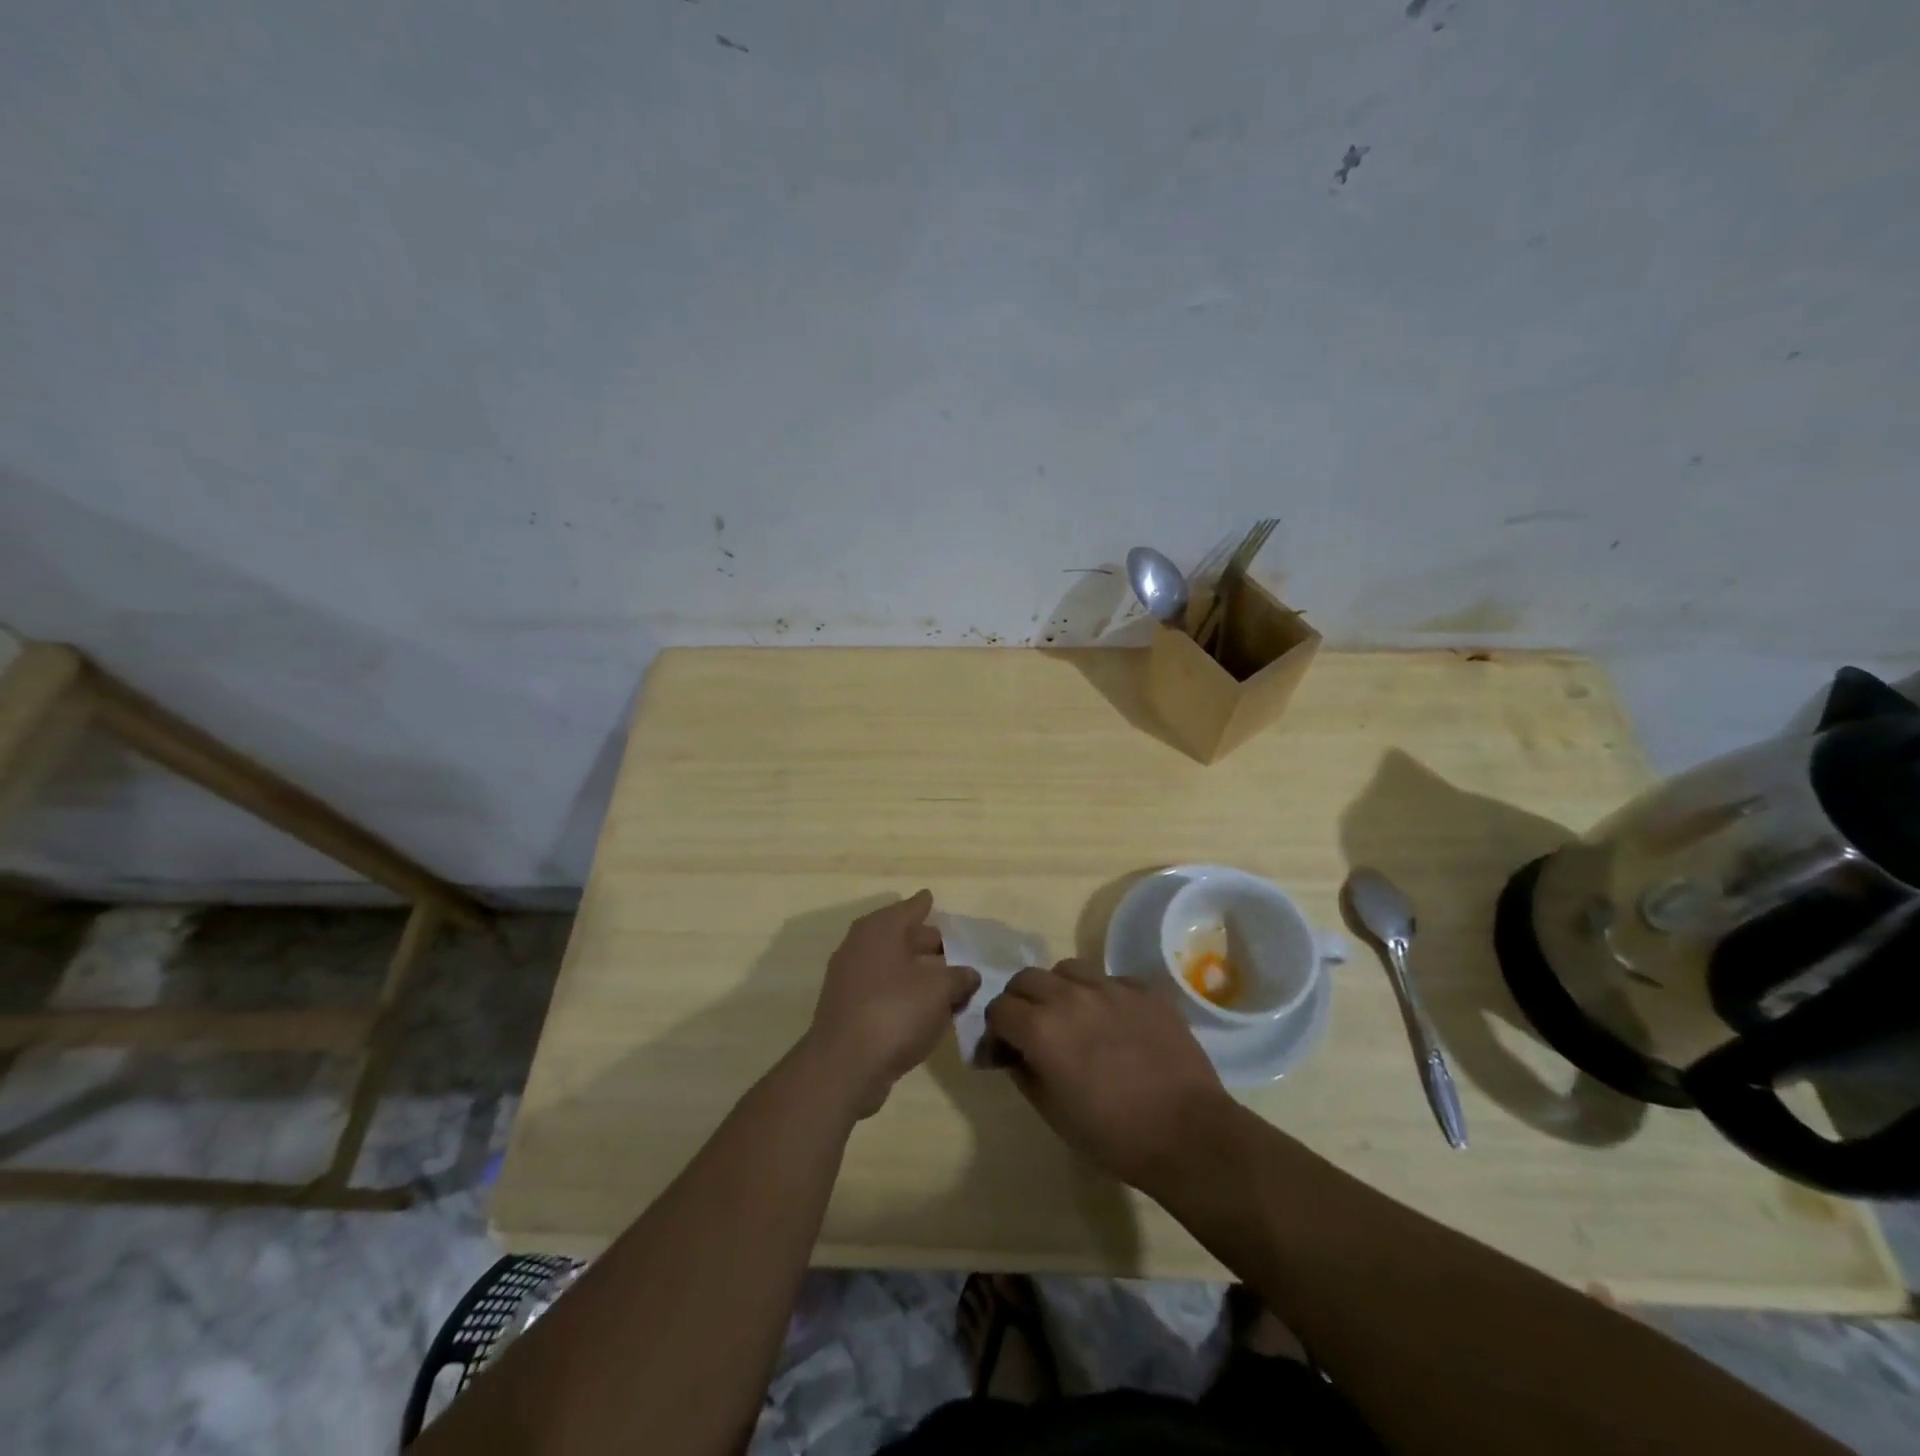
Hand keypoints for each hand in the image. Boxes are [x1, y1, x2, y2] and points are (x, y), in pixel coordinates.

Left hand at [803, 891, 980, 1118]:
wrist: (844, 1066)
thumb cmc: (895, 1012)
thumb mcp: (940, 991)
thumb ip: (959, 977)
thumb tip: (969, 974)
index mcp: (880, 929)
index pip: (910, 908)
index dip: (925, 904)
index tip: (932, 898)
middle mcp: (860, 945)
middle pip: (900, 935)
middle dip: (926, 941)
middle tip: (953, 948)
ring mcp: (850, 978)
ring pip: (892, 964)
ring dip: (917, 970)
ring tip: (947, 980)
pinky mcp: (848, 1008)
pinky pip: (883, 989)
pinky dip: (903, 991)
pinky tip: (925, 1007)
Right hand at [985, 959, 1227, 1191]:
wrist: (1187, 1133)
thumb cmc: (1113, 1135)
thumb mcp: (1052, 1113)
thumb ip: (1023, 1071)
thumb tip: (1011, 1052)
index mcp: (1041, 1028)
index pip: (999, 1008)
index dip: (996, 1030)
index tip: (1005, 1051)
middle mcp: (1070, 996)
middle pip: (1027, 978)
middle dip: (1021, 1002)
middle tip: (1032, 1030)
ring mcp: (1110, 987)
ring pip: (1067, 969)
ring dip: (1058, 989)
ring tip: (1072, 1017)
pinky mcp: (1143, 989)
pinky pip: (1109, 979)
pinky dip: (1100, 995)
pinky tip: (1113, 1022)